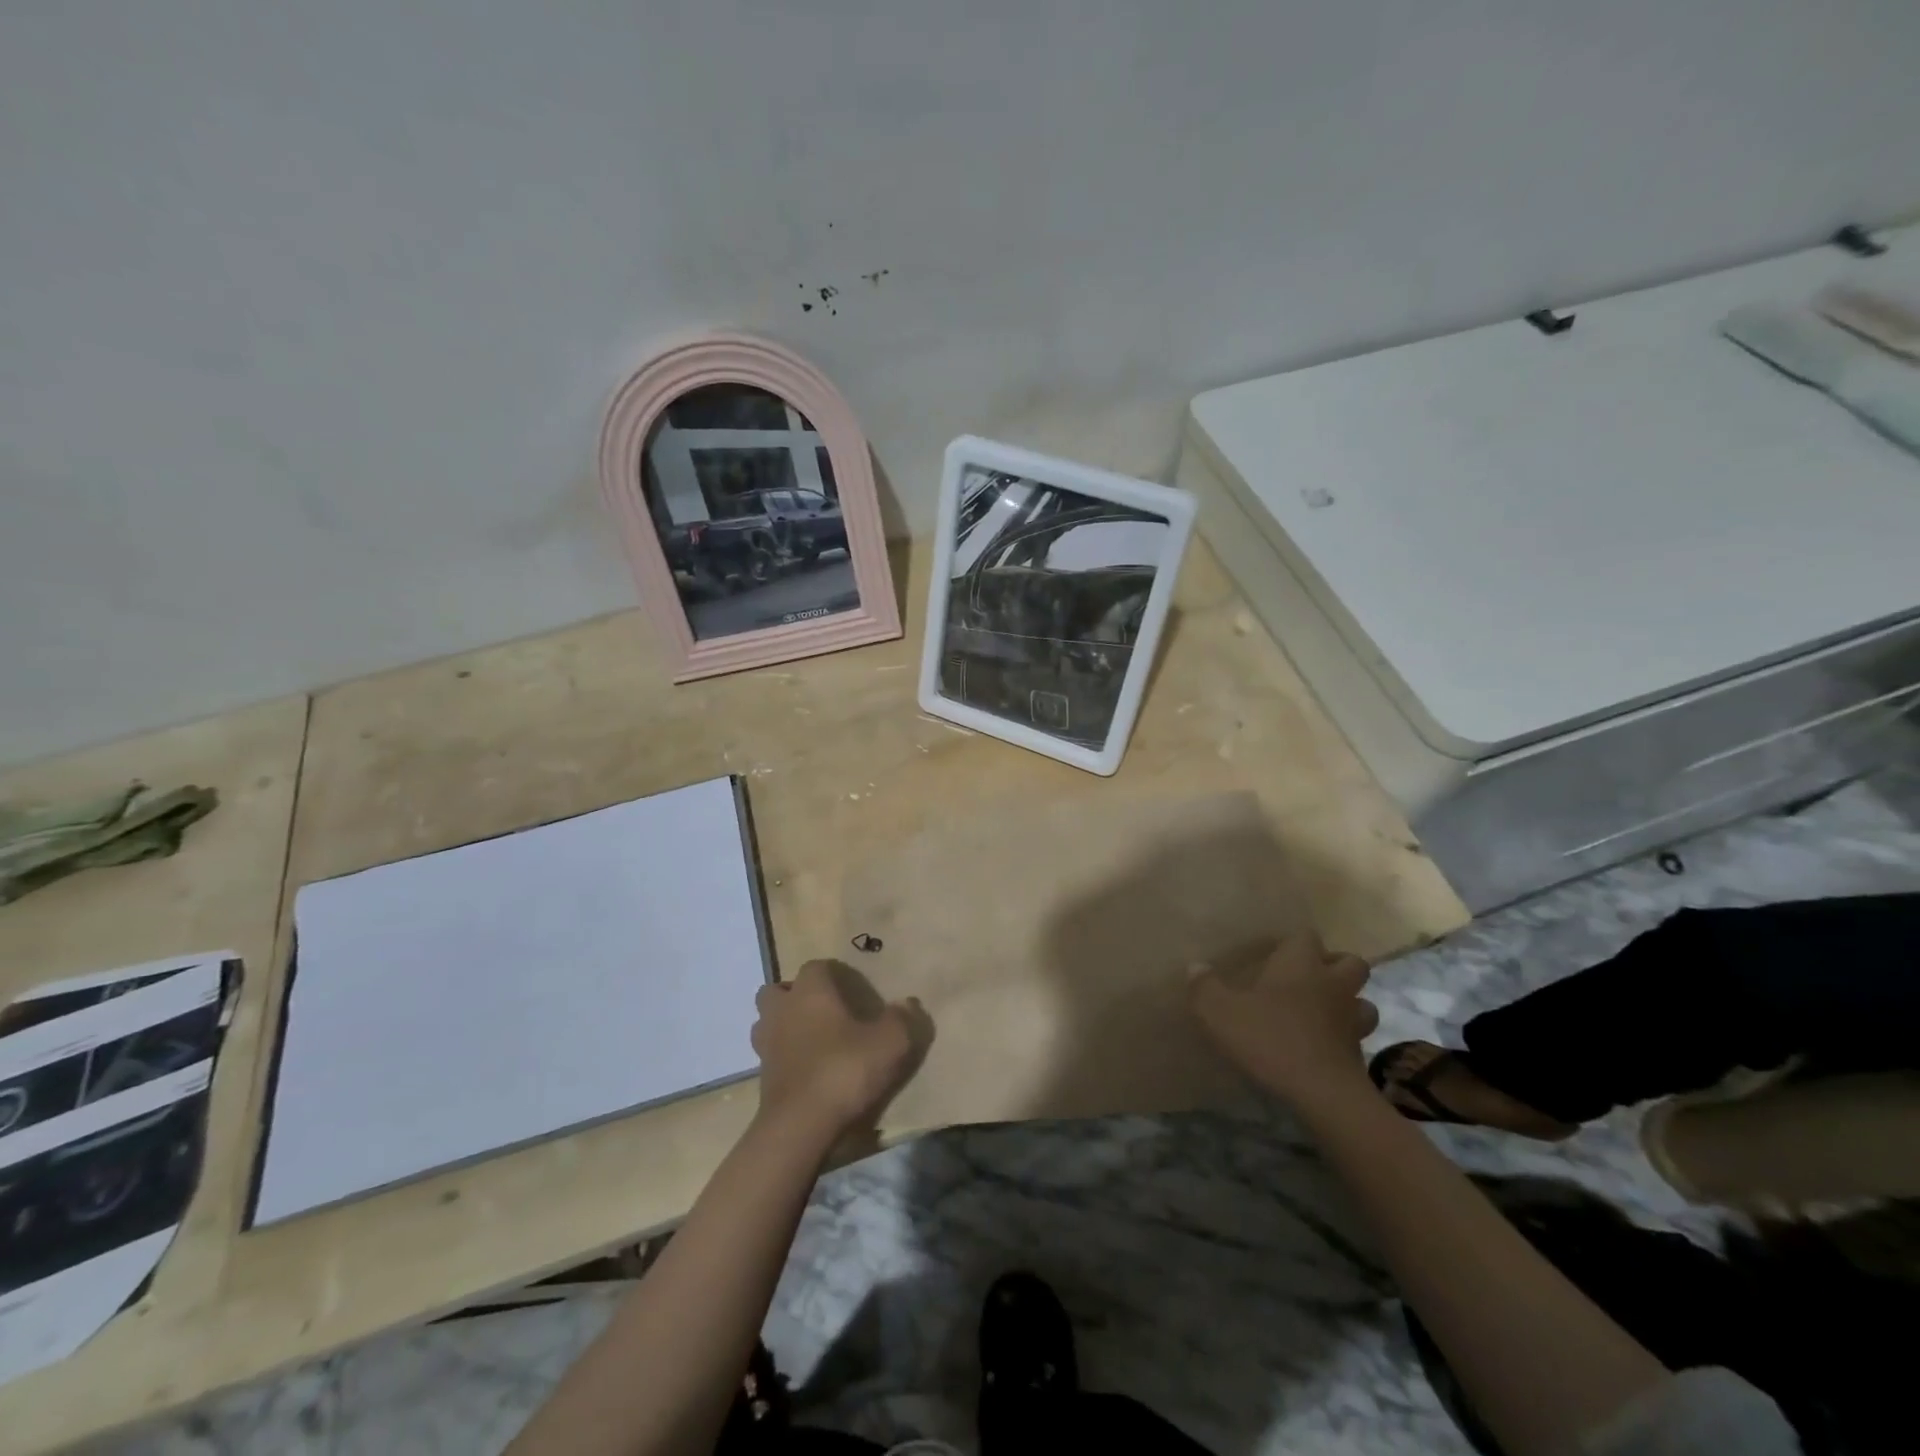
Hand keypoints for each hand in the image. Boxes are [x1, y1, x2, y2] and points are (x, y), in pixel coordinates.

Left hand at [751, 960, 929, 1142]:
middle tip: (825, 1011)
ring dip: (785, 1024)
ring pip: (768, 1020)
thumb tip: (908, 1003)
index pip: (817, 966)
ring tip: (812, 1039)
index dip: (834, 974)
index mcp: (810, 991)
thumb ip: (902, 1019)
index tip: (853, 990)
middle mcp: (782, 1009)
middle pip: (780, 989)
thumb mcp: (890, 1043)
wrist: (800, 1126)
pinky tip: (807, 1069)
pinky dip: (784, 1056)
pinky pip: (771, 1053)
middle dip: (797, 995)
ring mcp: (765, 1043)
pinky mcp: (761, 1076)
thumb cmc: (844, 1070)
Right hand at [1190, 933, 1378, 1106]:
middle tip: (1308, 980)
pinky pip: (1358, 1037)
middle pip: (1351, 962)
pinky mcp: (1360, 1054)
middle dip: (1334, 967)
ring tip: (1324, 1014)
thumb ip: (1205, 987)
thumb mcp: (1220, 1012)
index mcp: (1300, 964)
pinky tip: (1325, 1048)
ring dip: (1348, 1004)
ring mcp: (1352, 1020)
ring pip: (1363, 1001)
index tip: (1277, 956)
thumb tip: (1195, 966)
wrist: (1322, 1094)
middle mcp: (1332, 984)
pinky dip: (1345, 1039)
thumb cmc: (1269, 1039)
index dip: (1294, 944)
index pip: (1306, 936)